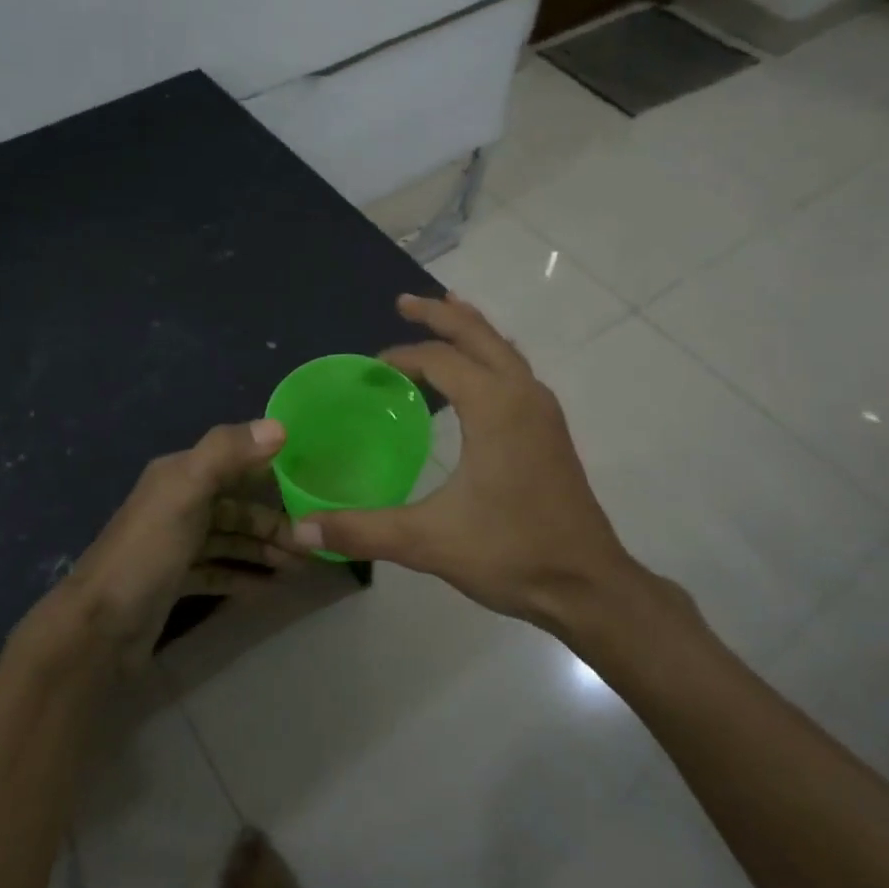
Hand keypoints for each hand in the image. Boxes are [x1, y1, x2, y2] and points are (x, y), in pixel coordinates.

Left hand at [55, 419, 296, 661]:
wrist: (97, 629)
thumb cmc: (147, 552)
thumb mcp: (186, 492)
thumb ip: (227, 453)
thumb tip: (280, 426)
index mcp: (179, 474)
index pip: (235, 462)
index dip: (273, 470)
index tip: (314, 486)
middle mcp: (178, 503)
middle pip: (237, 506)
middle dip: (275, 522)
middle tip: (313, 545)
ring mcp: (175, 544)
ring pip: (231, 540)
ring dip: (264, 550)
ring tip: (300, 568)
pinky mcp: (174, 581)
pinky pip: (218, 571)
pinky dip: (244, 576)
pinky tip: (270, 590)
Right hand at [284, 294, 667, 634]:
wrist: (588, 585)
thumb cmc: (511, 553)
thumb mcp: (428, 542)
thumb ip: (361, 530)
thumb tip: (300, 528)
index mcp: (494, 406)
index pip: (440, 359)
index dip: (402, 356)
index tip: (371, 369)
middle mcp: (522, 394)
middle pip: (478, 334)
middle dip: (439, 314)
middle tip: (404, 302)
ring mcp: (542, 410)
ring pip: (502, 348)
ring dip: (470, 328)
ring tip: (443, 311)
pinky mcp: (550, 429)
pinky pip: (515, 369)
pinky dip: (489, 353)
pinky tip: (476, 372)